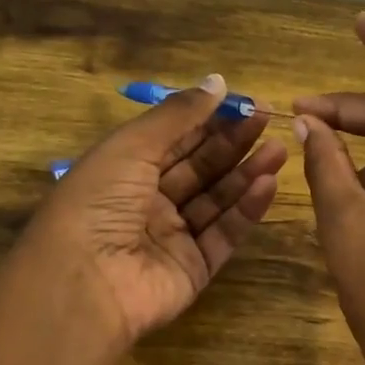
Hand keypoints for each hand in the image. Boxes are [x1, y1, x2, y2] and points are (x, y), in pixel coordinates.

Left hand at [23, 75, 286, 352]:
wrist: (85, 282)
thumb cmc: (99, 201)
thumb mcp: (131, 146)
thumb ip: (178, 115)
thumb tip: (218, 82)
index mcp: (124, 170)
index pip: (175, 139)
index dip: (209, 119)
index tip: (246, 102)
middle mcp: (148, 202)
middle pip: (199, 167)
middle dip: (233, 143)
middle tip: (269, 121)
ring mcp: (173, 237)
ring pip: (217, 200)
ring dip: (247, 173)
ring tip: (279, 149)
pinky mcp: (194, 268)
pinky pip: (224, 234)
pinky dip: (246, 209)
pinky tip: (267, 184)